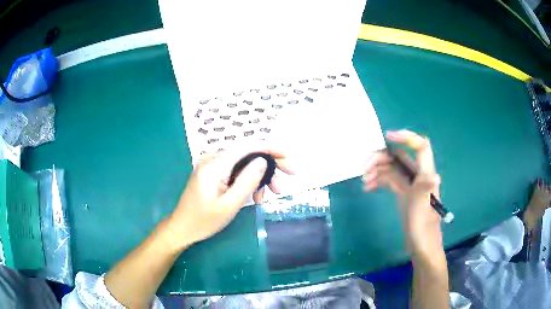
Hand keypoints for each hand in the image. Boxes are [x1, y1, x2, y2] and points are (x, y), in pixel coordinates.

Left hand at [163, 149, 292, 249]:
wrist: (182, 228)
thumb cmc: (204, 220)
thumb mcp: (229, 205)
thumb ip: (247, 181)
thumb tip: (263, 161)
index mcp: (216, 165)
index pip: (248, 147)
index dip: (271, 149)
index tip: (289, 158)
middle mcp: (214, 159)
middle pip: (248, 153)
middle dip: (270, 163)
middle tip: (289, 177)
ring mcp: (213, 165)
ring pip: (244, 163)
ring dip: (261, 175)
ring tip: (274, 192)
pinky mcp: (214, 173)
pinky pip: (236, 171)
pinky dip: (249, 180)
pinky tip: (257, 196)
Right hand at [363, 130, 442, 255]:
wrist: (421, 244)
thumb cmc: (422, 227)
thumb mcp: (422, 209)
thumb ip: (425, 190)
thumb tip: (435, 176)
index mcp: (425, 174)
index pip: (420, 147)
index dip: (406, 137)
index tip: (387, 137)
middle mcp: (418, 175)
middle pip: (400, 156)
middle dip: (382, 157)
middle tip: (364, 167)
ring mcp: (410, 185)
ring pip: (392, 168)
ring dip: (377, 169)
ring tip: (364, 179)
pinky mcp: (403, 193)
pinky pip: (389, 180)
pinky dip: (379, 181)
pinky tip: (368, 188)